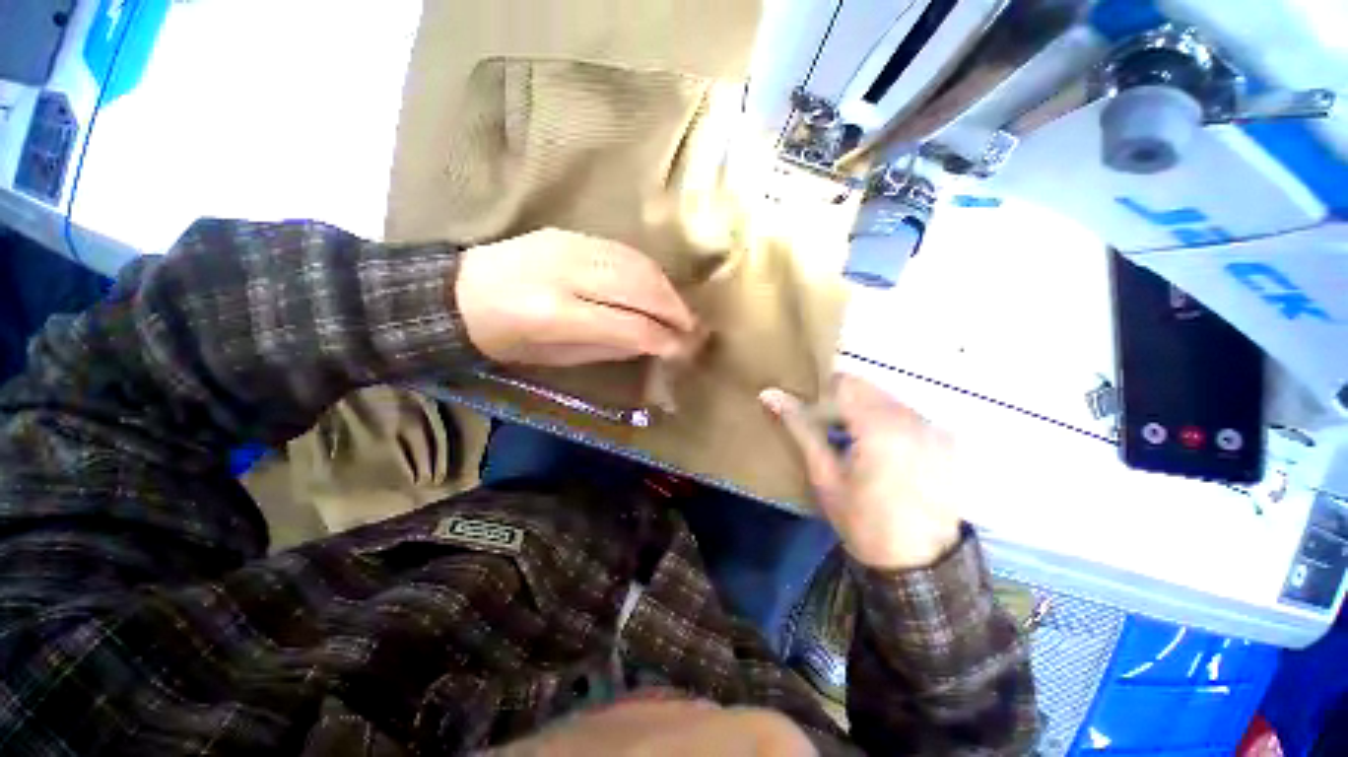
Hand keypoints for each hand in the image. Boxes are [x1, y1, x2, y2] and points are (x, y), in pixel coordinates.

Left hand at [456, 228, 698, 366]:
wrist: (457, 294)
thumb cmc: (505, 340)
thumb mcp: (557, 357)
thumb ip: (609, 347)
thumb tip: (653, 341)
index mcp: (555, 315)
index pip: (629, 324)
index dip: (663, 338)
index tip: (684, 349)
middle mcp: (566, 273)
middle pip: (639, 288)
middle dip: (674, 310)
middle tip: (693, 329)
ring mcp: (568, 246)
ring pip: (636, 264)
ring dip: (667, 289)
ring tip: (681, 310)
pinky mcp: (568, 233)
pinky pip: (622, 251)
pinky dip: (648, 270)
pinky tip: (658, 287)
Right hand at [761, 375, 961, 570]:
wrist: (919, 565)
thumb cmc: (862, 521)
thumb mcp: (824, 474)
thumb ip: (800, 428)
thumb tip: (769, 394)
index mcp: (879, 426)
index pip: (843, 383)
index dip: (821, 393)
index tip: (810, 415)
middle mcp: (912, 418)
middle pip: (867, 388)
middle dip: (842, 402)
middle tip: (827, 430)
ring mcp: (934, 428)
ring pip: (886, 399)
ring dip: (864, 412)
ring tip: (852, 443)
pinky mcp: (946, 440)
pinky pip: (907, 415)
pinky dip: (887, 423)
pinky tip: (881, 453)